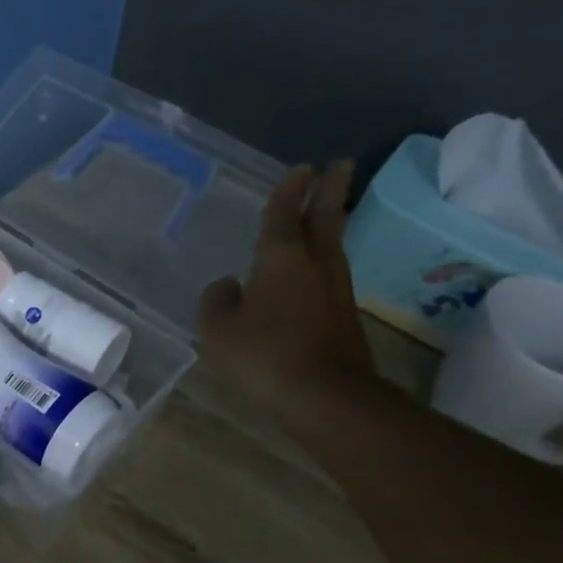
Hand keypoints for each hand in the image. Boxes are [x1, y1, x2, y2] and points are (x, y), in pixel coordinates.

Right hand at [199, 161, 375, 396]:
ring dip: (331, 221)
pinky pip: (331, 273)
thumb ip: (217, 300)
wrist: (326, 398)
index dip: (289, 189)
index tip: (302, 167)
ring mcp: (336, 290)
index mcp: (282, 258)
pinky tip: (312, 270)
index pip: (285, 213)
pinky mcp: (344, 316)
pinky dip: (324, 258)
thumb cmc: (265, 355)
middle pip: (326, 217)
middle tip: (340, 164)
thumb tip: (228, 284)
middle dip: (331, 189)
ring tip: (328, 210)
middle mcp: (316, 264)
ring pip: (334, 244)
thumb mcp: (219, 329)